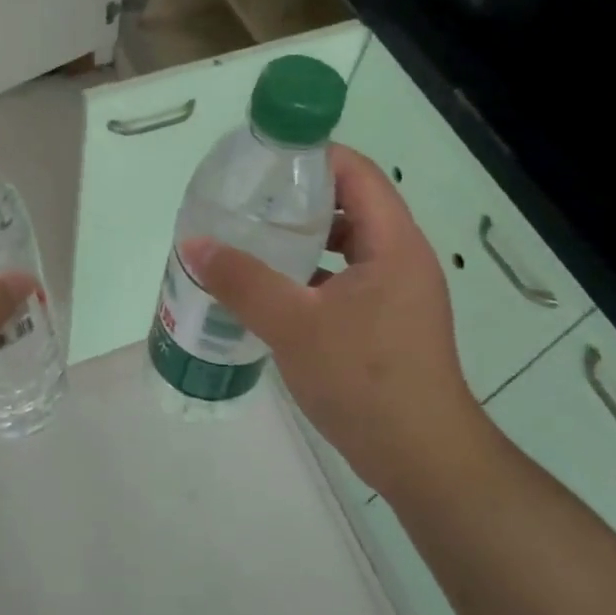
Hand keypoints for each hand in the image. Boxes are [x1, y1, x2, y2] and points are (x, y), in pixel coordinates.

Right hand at [181, 145, 479, 488]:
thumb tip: (193, 244)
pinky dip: (308, 277)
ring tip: (249, 241)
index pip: (356, 173)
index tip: (261, 160)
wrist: (422, 458)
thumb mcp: (294, 324)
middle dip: (297, 199)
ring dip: (301, 241)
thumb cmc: (364, 379)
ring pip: (344, 247)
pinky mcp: (385, 324)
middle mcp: (400, 259)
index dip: (311, 156)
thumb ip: (241, 281)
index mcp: (392, 244)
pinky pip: (343, 281)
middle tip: (245, 202)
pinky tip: (269, 292)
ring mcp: (395, 294)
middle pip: (349, 206)